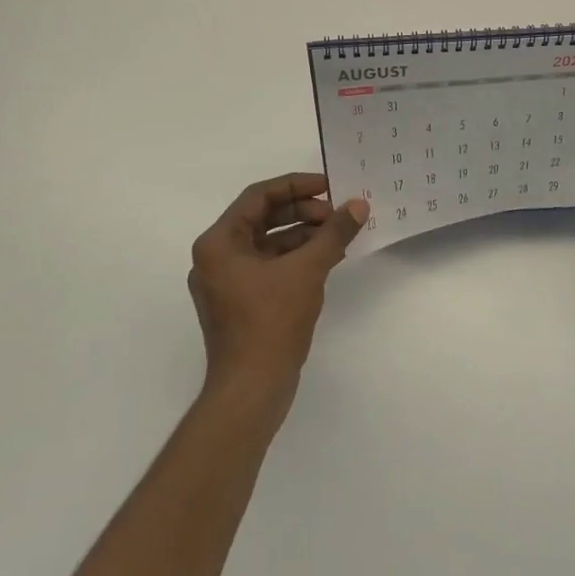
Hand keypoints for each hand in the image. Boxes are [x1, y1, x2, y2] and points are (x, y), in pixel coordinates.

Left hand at [189, 173, 366, 405]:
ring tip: (339, 234)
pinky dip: (297, 259)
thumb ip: (333, 233)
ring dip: (303, 235)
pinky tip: (327, 258)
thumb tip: (358, 206)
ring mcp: (227, 282)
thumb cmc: (271, 322)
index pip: (258, 197)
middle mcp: (216, 258)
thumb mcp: (307, 270)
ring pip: (269, 243)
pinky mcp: (241, 303)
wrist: (251, 390)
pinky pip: (270, 266)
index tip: (329, 185)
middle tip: (337, 213)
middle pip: (263, 218)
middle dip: (303, 212)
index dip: (296, 186)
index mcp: (218, 243)